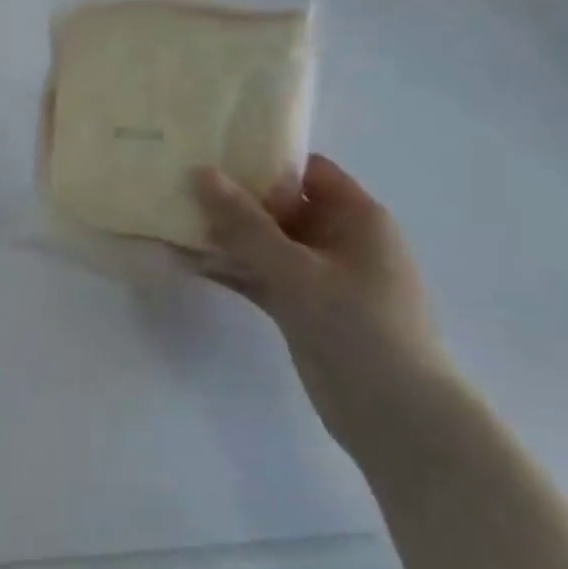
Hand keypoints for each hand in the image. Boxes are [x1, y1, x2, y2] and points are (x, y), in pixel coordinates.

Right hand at [193, 155, 460, 461]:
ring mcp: (319, 277)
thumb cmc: (358, 327)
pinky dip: (231, 270)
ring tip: (171, 219)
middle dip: (233, 198)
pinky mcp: (302, 308)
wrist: (396, 415)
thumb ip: (245, 224)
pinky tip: (187, 262)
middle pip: (280, 206)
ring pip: (265, 244)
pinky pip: (261, 276)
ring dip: (225, 236)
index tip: (210, 153)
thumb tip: (200, 174)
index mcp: (356, 217)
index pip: (305, 171)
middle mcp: (338, 240)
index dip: (261, 160)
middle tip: (178, 183)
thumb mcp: (297, 270)